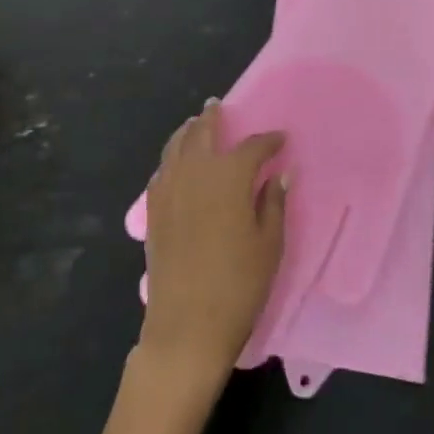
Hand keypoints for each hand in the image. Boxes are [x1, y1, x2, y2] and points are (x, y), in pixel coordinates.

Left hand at [138, 102, 287, 388]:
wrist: (186, 327)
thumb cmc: (238, 285)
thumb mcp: (269, 244)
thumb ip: (273, 202)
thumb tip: (280, 173)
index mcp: (229, 176)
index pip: (253, 147)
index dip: (269, 141)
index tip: (281, 139)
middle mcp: (195, 173)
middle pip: (203, 133)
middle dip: (213, 117)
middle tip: (219, 105)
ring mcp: (168, 191)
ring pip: (175, 146)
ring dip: (187, 131)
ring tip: (195, 123)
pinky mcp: (153, 212)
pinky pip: (161, 172)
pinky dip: (171, 158)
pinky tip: (176, 162)